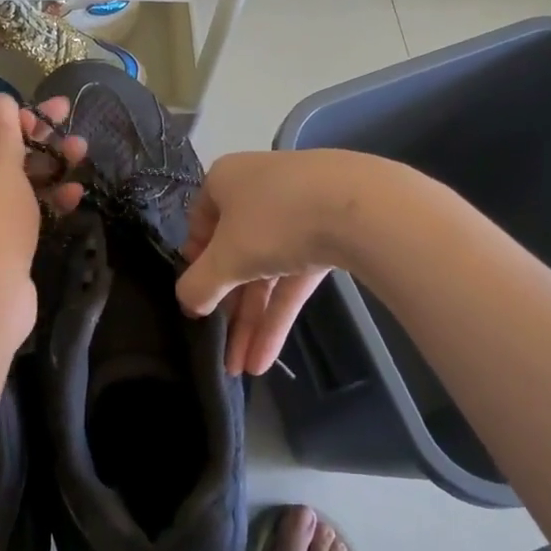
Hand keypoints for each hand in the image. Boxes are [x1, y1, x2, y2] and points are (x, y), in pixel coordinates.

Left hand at [0, 95, 86, 351]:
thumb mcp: (0, 166)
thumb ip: (5, 130)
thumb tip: (1, 98)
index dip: (21, 116)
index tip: (57, 113)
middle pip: (5, 153)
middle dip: (42, 142)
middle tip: (77, 135)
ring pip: (19, 183)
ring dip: (51, 169)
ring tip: (83, 158)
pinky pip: (25, 212)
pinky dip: (48, 201)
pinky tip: (74, 197)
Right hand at [174, 150, 381, 375]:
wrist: (364, 207)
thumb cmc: (275, 220)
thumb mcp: (226, 257)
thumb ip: (199, 284)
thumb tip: (187, 302)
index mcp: (225, 182)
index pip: (200, 224)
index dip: (195, 264)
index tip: (196, 298)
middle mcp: (258, 191)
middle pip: (235, 255)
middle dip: (229, 308)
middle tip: (221, 348)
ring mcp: (298, 212)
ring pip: (267, 271)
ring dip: (253, 321)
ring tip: (242, 369)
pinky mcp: (329, 235)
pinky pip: (295, 278)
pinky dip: (280, 314)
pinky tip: (266, 357)